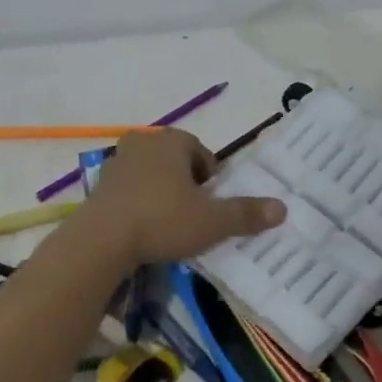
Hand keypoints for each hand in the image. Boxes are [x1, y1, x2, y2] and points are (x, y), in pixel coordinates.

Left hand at [82, 129, 286, 264]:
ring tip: (168, 222)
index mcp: (173, 141)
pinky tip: (143, 227)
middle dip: (186, 183)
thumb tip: (283, 208)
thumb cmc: (162, 220)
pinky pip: (128, 188)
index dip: (211, 178)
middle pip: (175, 160)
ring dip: (161, 191)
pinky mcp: (98, 184)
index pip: (202, 152)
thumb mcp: (212, 221)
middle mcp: (144, 142)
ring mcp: (117, 161)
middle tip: (193, 213)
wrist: (101, 240)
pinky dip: (138, 202)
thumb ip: (246, 214)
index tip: (212, 204)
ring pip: (151, 173)